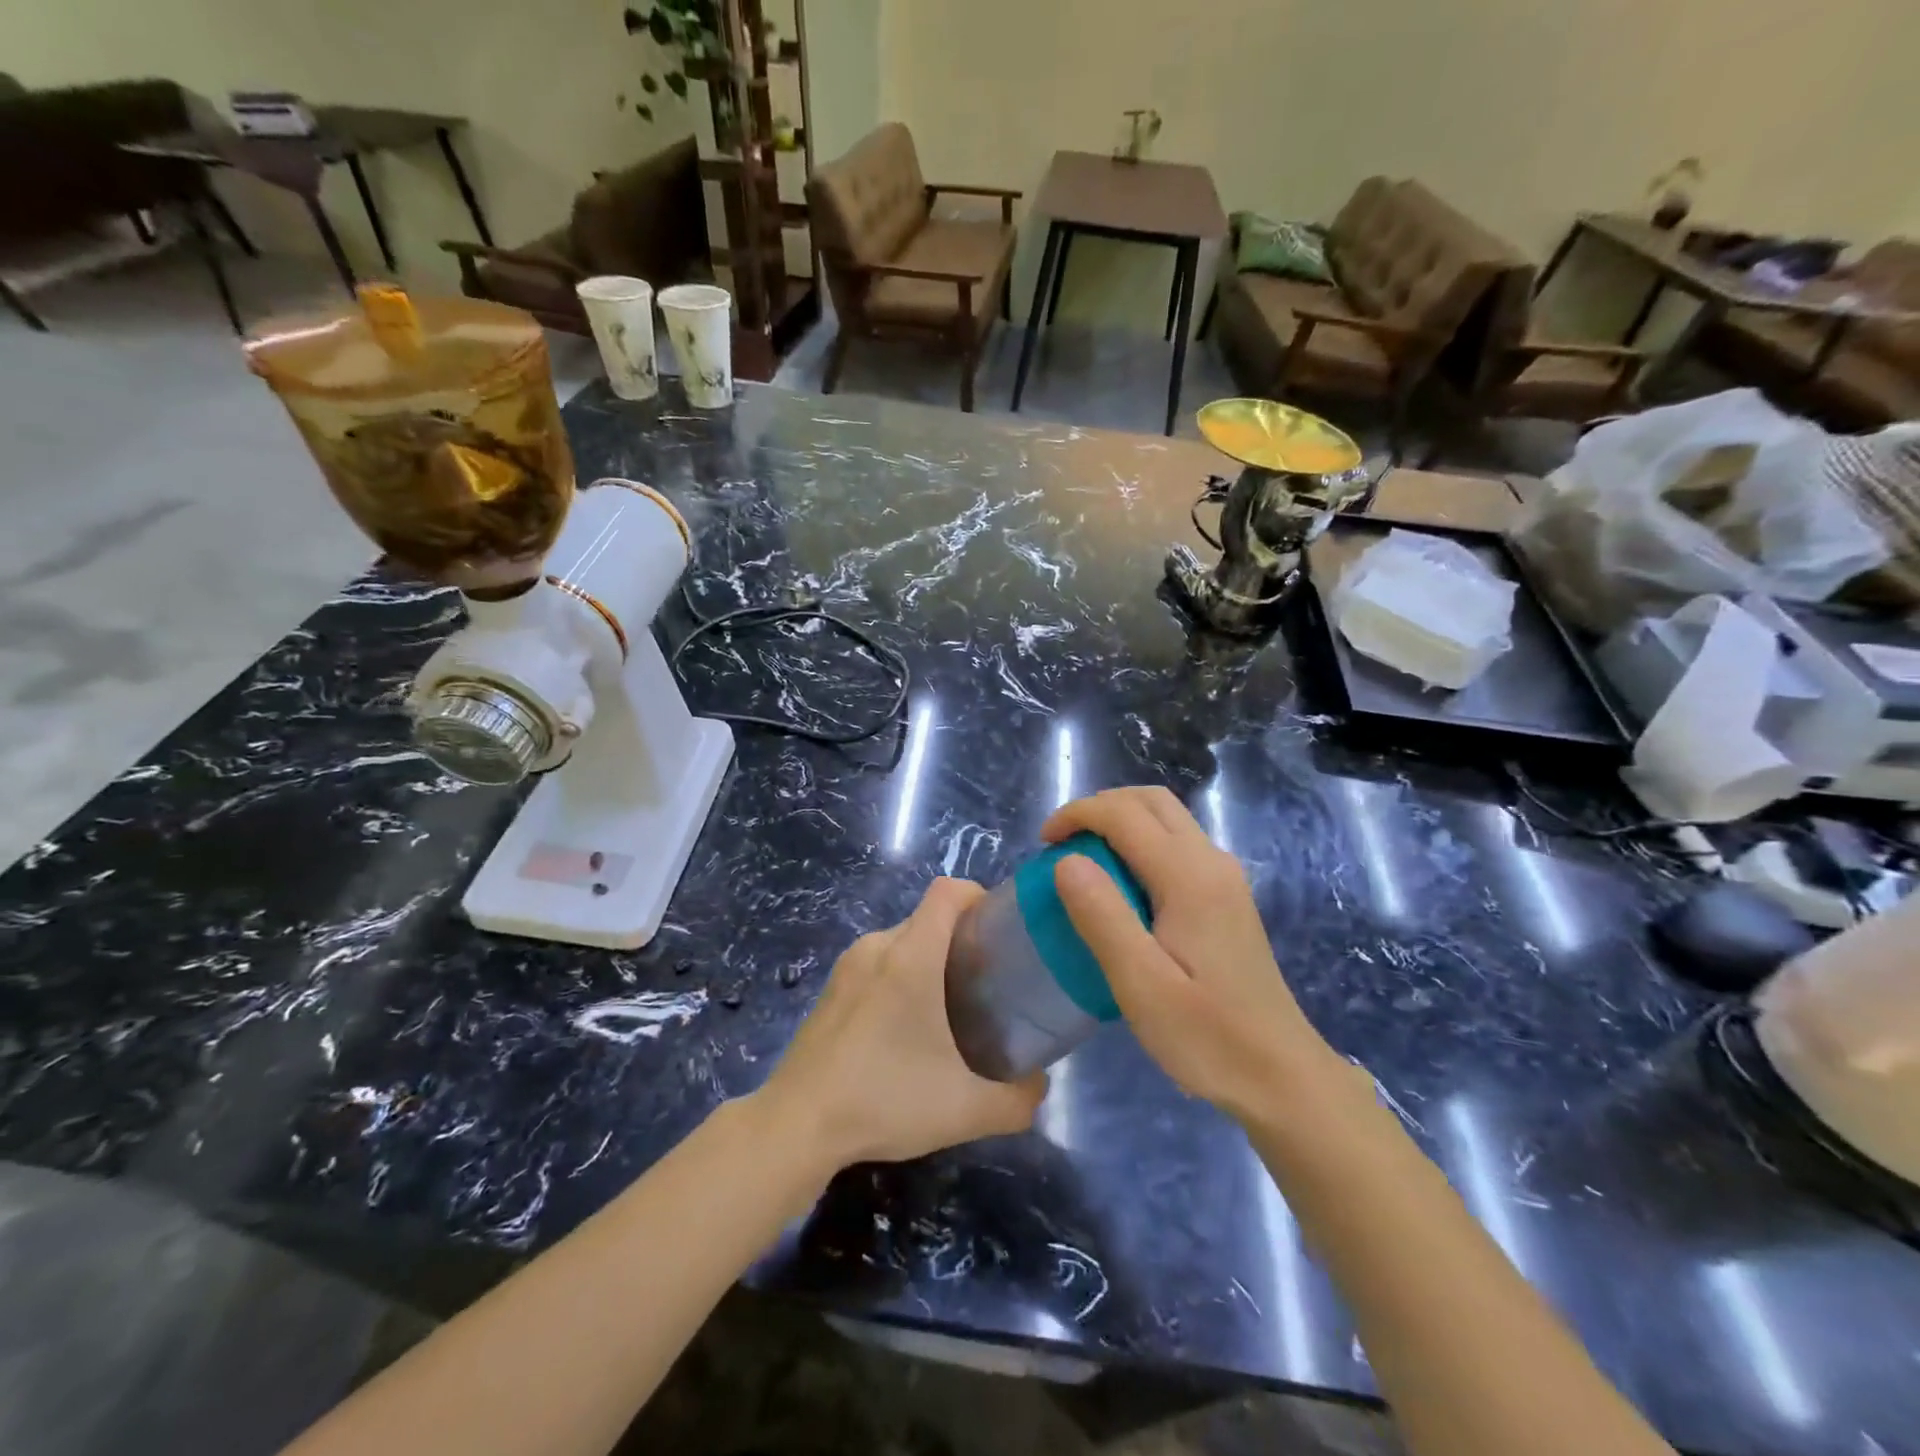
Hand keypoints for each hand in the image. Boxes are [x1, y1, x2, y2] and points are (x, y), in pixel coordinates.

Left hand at [759, 878, 1046, 1168]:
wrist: (796, 1125)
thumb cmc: (883, 1100)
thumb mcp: (964, 1110)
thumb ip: (1017, 1100)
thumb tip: (1040, 1085)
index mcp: (910, 956)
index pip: (948, 891)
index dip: (979, 896)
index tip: (1000, 932)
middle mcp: (877, 946)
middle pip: (928, 918)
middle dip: (962, 939)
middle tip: (986, 984)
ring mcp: (848, 965)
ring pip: (902, 941)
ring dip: (930, 960)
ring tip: (950, 1009)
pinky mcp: (831, 988)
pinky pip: (877, 963)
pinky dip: (900, 977)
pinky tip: (904, 1029)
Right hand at [1043, 787, 1343, 1122]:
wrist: (1282, 1076)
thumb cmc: (1208, 1037)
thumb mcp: (1142, 985)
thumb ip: (1103, 917)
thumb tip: (1066, 860)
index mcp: (1190, 877)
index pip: (1125, 814)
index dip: (1078, 814)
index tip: (1043, 843)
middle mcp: (1212, 862)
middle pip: (1151, 801)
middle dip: (1099, 808)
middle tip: (1062, 844)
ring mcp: (1225, 877)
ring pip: (1167, 818)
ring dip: (1121, 821)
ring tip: (1084, 860)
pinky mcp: (1227, 896)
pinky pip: (1177, 843)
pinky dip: (1140, 842)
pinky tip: (1122, 886)